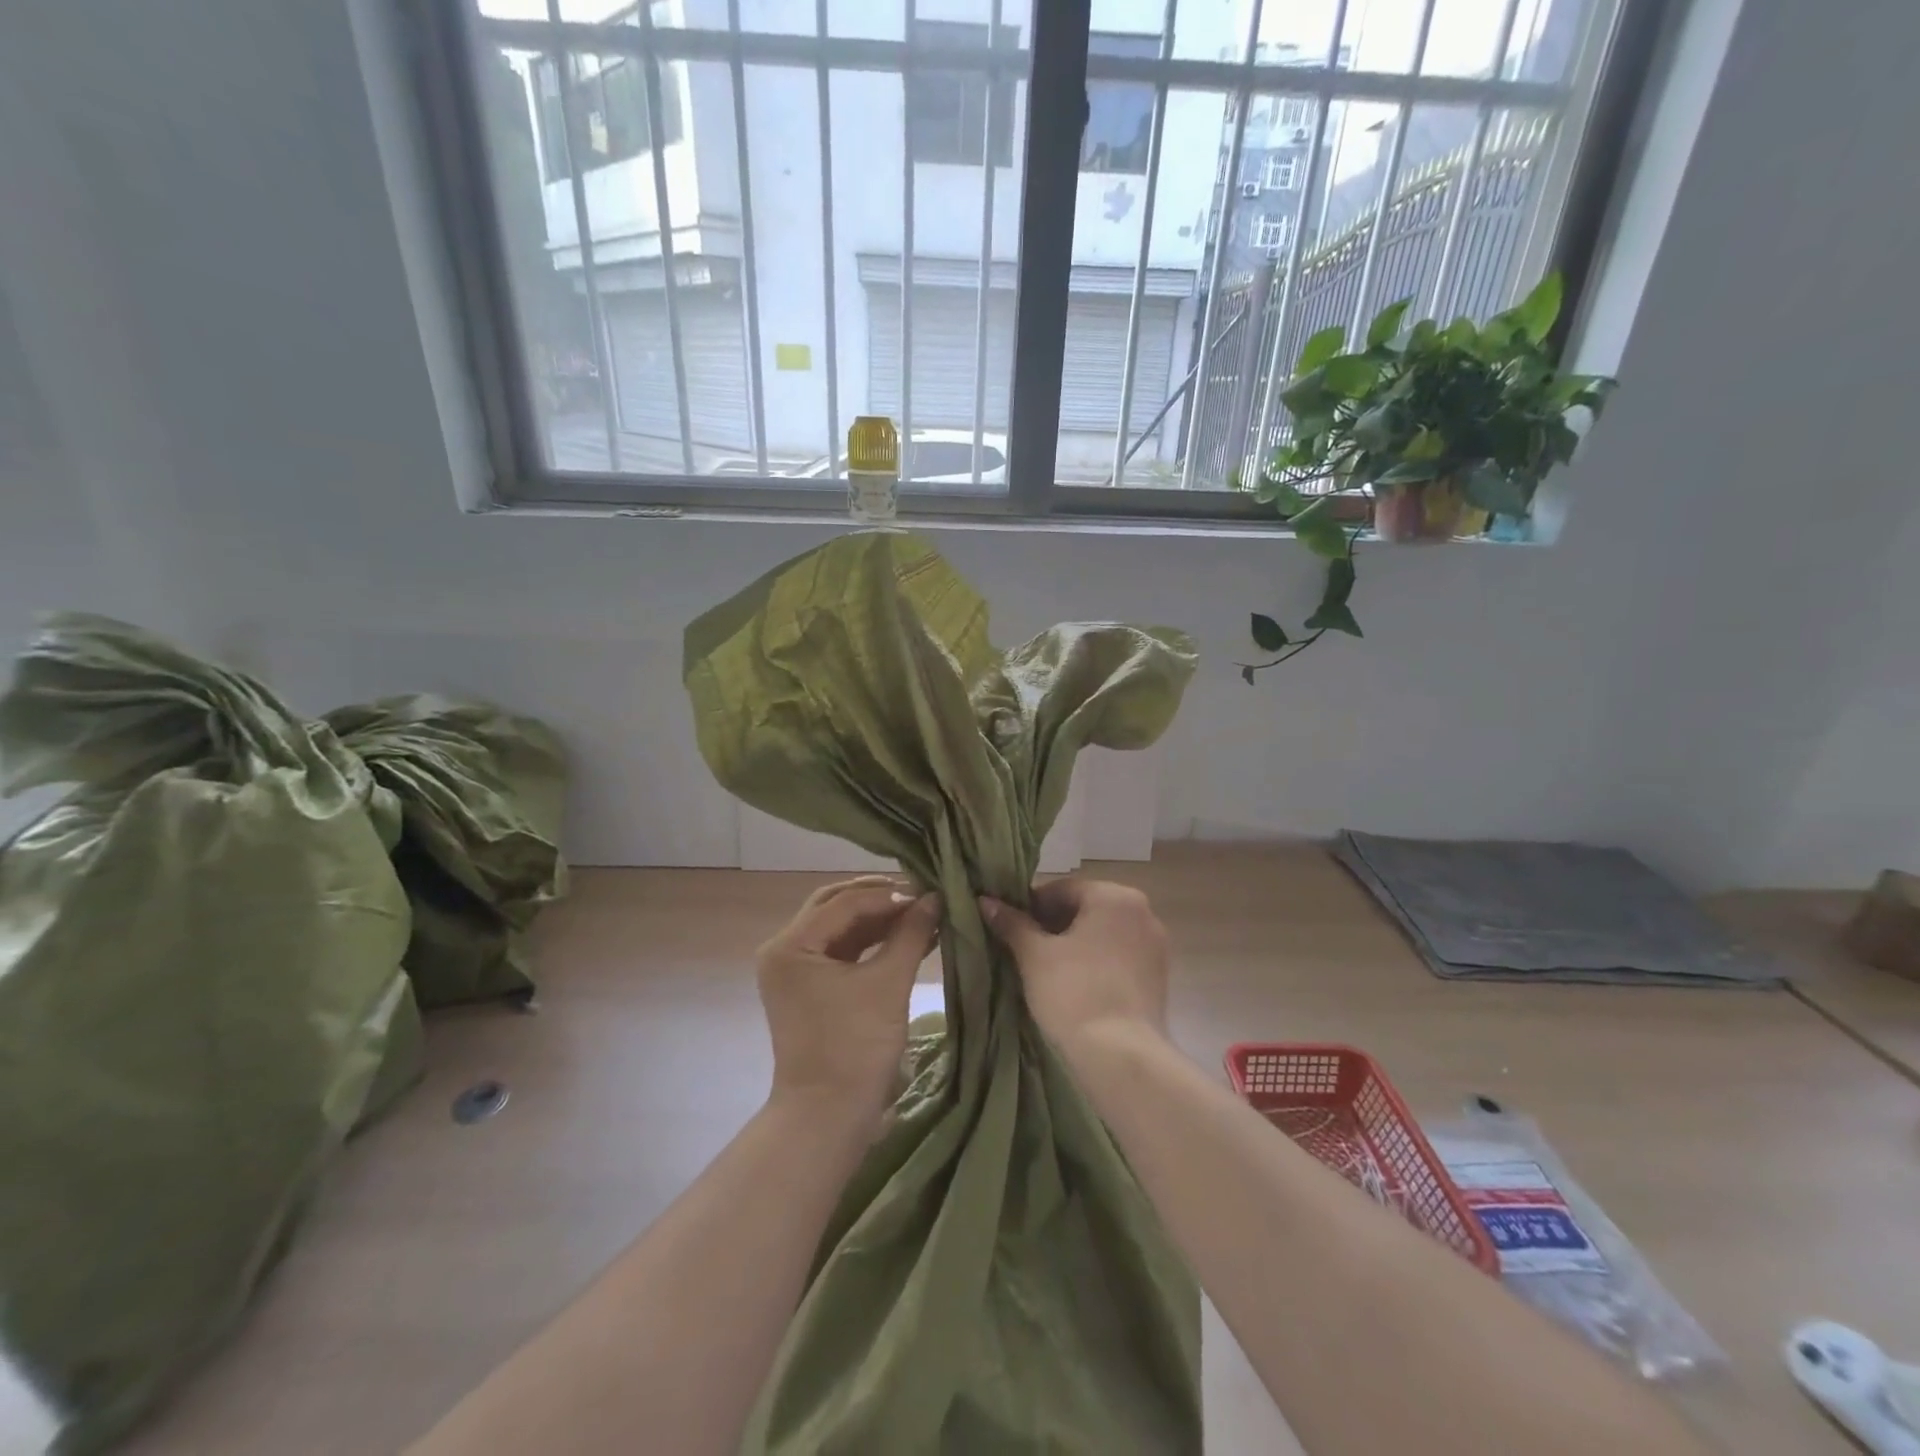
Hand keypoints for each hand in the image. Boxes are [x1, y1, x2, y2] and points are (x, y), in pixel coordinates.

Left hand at [757, 876, 939, 1129]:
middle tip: (920, 894)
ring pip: (841, 928)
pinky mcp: (811, 988)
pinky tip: (908, 936)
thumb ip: (911, 934)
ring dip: (879, 920)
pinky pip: (843, 951)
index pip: (844, 903)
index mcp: (791, 946)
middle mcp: (785, 950)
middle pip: (836, 906)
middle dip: (880, 899)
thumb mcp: (888, 984)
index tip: (928, 891)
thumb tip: (935, 898)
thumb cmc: (855, 1048)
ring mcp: (796, 970)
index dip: (889, 894)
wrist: (829, 1117)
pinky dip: (873, 943)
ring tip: (921, 913)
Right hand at [979, 879, 1170, 1061]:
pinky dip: (1096, 964)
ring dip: (1075, 945)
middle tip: (1024, 950)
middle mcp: (1142, 912)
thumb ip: (1012, 923)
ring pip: (1103, 935)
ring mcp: (1155, 946)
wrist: (1121, 1057)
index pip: (1062, 890)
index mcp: (1114, 896)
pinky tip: (1075, 986)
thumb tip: (986, 900)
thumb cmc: (1074, 993)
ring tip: (1046, 970)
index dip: (1030, 907)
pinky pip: (1119, 958)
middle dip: (1053, 926)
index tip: (1010, 928)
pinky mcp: (1159, 977)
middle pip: (1085, 909)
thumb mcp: (1034, 956)